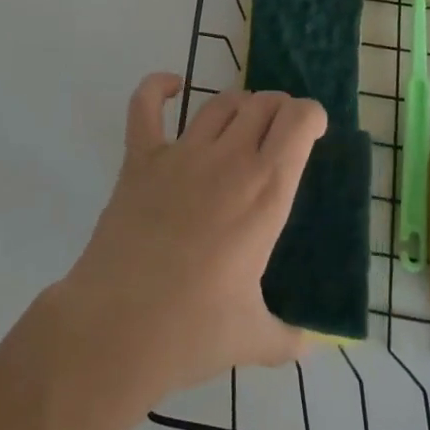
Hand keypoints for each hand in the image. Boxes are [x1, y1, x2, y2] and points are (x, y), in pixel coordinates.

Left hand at [52, 74, 326, 402]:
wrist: (117, 327)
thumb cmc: (193, 331)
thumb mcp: (255, 339)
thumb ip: (289, 337)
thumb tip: (310, 343)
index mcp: (266, 193)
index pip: (298, 123)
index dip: (310, 114)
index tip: (312, 128)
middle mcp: (228, 160)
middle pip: (261, 104)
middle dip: (278, 108)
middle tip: (279, 131)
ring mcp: (180, 154)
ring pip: (218, 103)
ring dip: (238, 103)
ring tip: (243, 120)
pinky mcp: (139, 159)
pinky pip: (145, 106)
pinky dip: (157, 88)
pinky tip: (171, 86)